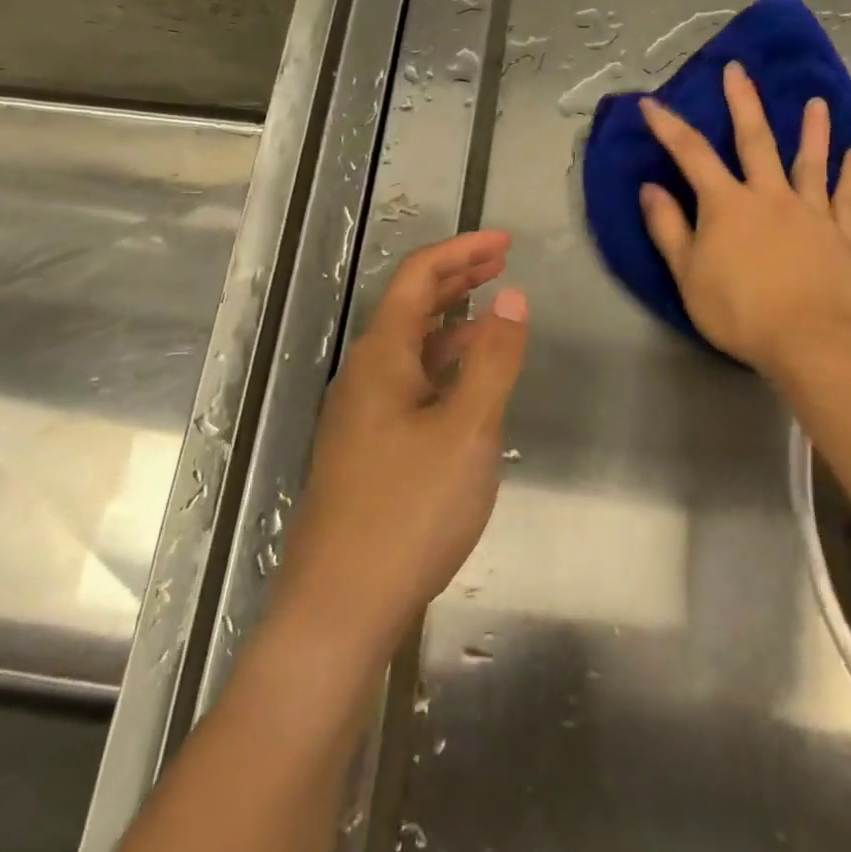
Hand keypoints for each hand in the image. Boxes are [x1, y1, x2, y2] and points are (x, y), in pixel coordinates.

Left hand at [276, 231, 528, 661]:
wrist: (338, 609)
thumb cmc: (407, 511)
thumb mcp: (467, 429)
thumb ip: (493, 360)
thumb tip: (512, 297)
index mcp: (381, 356)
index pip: (418, 277)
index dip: (462, 251)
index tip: (506, 242)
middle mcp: (363, 375)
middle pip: (411, 307)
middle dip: (457, 279)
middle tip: (501, 263)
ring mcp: (360, 415)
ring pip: (411, 349)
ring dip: (452, 325)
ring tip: (494, 318)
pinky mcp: (366, 450)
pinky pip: (409, 386)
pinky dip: (443, 368)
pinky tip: (468, 388)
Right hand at [638, 61, 850, 375]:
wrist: (808, 341)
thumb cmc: (738, 311)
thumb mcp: (687, 274)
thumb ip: (668, 228)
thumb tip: (650, 187)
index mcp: (727, 204)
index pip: (691, 155)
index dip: (669, 127)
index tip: (651, 103)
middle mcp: (769, 195)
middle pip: (754, 140)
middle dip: (742, 103)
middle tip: (738, 70)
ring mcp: (810, 212)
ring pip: (810, 162)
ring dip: (812, 130)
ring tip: (815, 103)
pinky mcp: (841, 234)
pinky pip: (848, 197)